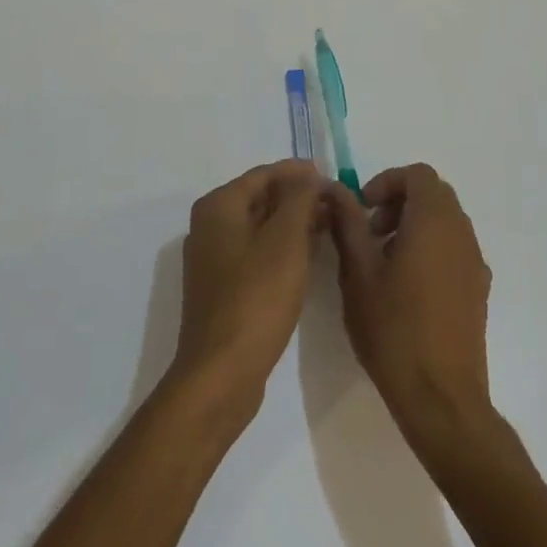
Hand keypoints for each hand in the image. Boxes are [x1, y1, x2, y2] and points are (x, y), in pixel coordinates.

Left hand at [168, 159, 326, 425]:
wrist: (221, 374)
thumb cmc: (256, 298)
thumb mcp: (286, 240)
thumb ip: (300, 198)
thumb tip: (308, 175)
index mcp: (218, 206)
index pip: (264, 174)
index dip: (299, 173)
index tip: (332, 177)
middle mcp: (210, 225)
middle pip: (260, 198)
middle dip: (298, 198)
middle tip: (336, 203)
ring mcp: (214, 258)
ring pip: (260, 226)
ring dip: (293, 223)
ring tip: (329, 225)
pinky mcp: (222, 287)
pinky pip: (256, 252)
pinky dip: (282, 247)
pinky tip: (308, 256)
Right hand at [326, 163, 494, 450]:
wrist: (441, 398)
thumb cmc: (394, 328)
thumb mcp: (358, 271)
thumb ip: (347, 221)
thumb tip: (333, 188)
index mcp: (434, 220)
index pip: (418, 174)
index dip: (387, 182)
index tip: (363, 209)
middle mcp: (462, 233)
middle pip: (433, 195)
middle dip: (399, 202)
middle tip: (370, 232)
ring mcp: (475, 263)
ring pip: (445, 222)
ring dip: (414, 226)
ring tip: (383, 262)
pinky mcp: (479, 290)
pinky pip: (454, 249)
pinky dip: (430, 249)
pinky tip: (407, 289)